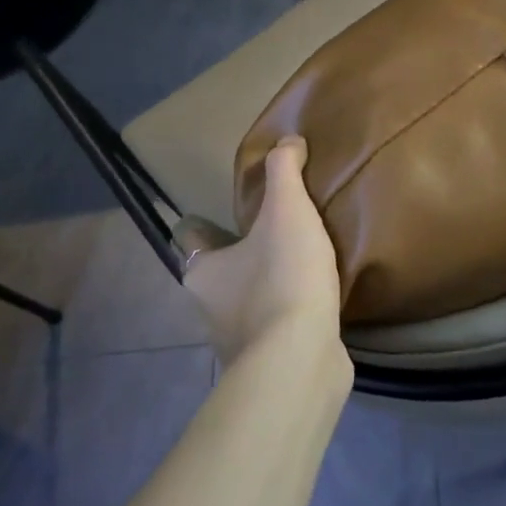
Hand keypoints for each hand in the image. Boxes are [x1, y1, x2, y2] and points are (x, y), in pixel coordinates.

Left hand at [176, 137, 341, 363]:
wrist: (300, 360)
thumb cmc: (282, 278)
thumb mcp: (287, 211)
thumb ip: (285, 171)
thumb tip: (288, 141)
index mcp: (202, 271)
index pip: (192, 238)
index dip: (206, 223)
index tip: (232, 211)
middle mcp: (209, 308)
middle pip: (220, 271)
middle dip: (242, 255)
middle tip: (276, 233)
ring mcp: (237, 341)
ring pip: (247, 303)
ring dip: (267, 286)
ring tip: (301, 264)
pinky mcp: (268, 363)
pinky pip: (275, 329)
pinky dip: (288, 315)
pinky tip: (314, 302)